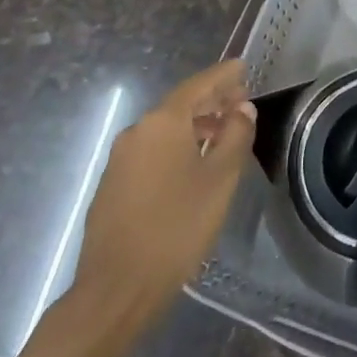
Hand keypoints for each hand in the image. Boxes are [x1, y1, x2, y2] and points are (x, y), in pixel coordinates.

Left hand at [70, 60, 255, 330]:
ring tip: (222, 137)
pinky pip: (151, 152)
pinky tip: (192, 167)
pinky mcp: (112, 186)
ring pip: (165, 130)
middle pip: (180, 105)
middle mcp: (137, 131)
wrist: (116, 289)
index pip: (199, 84)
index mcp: (163, 122)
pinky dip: (176, 147)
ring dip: (195, 127)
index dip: (224, 75)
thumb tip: (242, 109)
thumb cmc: (177, 227)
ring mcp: (120, 159)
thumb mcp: (220, 179)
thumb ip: (235, 136)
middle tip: (240, 104)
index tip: (243, 67)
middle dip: (211, 101)